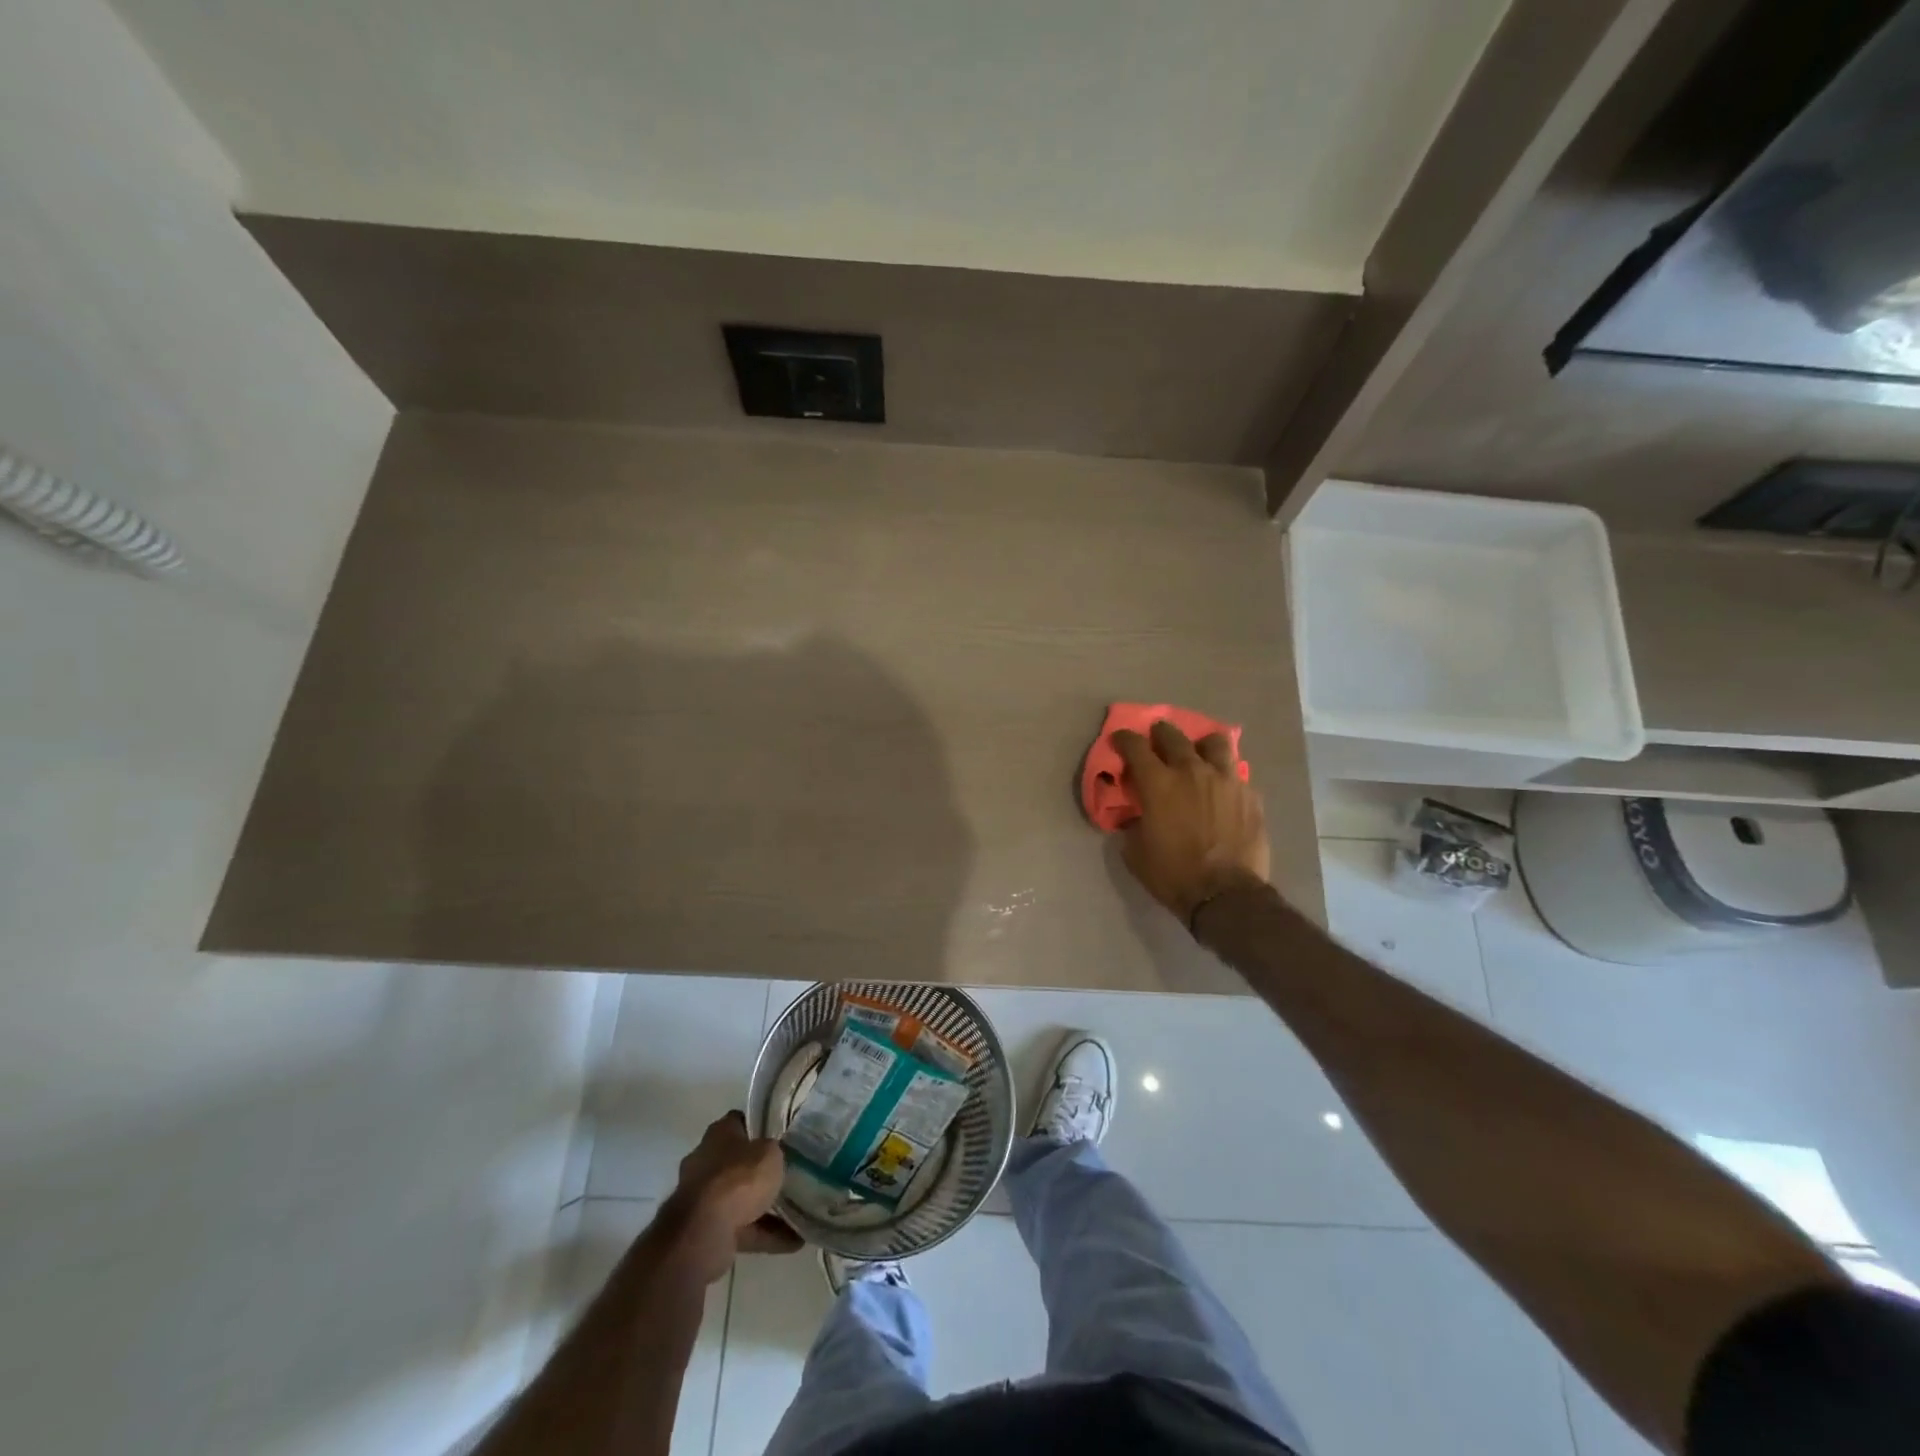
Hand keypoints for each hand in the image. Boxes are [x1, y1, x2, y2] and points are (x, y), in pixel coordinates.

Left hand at [666, 1111, 802, 1281]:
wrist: (703, 1232)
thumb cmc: (738, 1178)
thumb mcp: (770, 1154)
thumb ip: (774, 1151)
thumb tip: (774, 1155)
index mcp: (719, 1133)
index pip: (740, 1121)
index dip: (760, 1126)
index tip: (781, 1136)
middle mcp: (706, 1161)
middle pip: (738, 1161)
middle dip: (760, 1170)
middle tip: (789, 1174)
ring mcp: (703, 1198)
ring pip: (740, 1198)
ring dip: (765, 1207)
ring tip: (798, 1213)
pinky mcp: (706, 1230)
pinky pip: (742, 1228)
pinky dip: (764, 1234)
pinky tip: (793, 1242)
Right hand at [1112, 720, 1270, 925]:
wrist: (1226, 895)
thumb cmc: (1173, 874)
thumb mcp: (1136, 852)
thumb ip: (1133, 823)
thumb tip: (1135, 814)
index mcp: (1158, 783)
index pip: (1135, 746)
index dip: (1124, 739)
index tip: (1120, 739)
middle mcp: (1192, 771)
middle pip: (1173, 736)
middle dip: (1160, 734)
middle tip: (1156, 740)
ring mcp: (1226, 779)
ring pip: (1214, 742)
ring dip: (1201, 745)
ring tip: (1198, 754)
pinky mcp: (1250, 795)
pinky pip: (1236, 773)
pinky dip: (1224, 775)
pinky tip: (1221, 788)